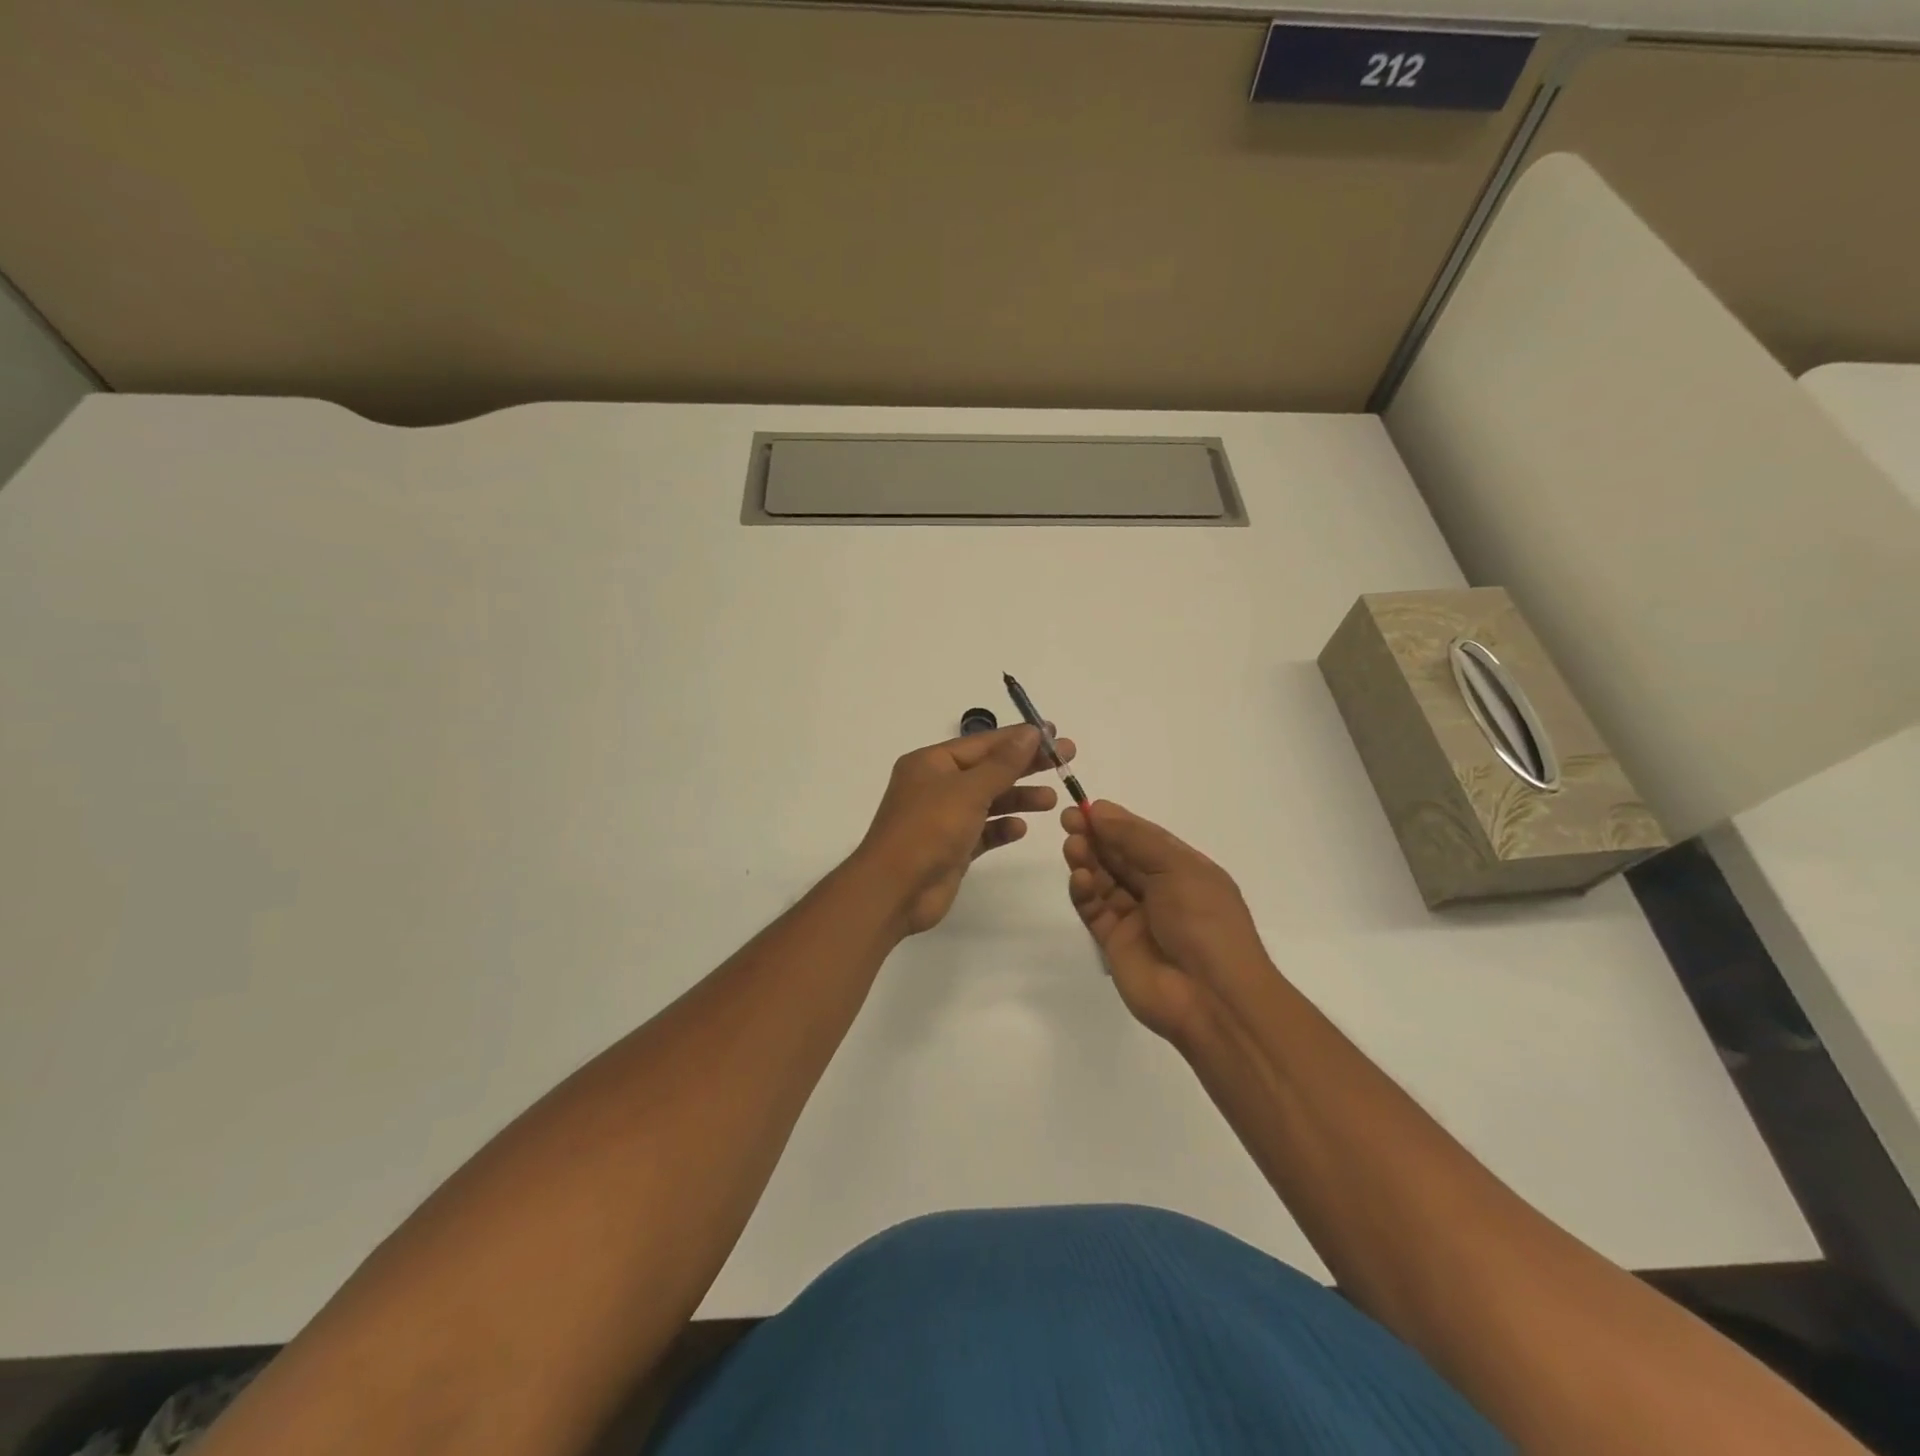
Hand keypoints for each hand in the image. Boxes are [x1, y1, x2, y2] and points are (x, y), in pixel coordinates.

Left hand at [854, 725, 1076, 935]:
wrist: (894, 890)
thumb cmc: (928, 829)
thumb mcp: (968, 790)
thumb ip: (1003, 764)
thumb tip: (1031, 732)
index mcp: (931, 763)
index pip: (983, 743)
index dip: (1020, 737)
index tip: (1055, 734)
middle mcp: (936, 786)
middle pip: (989, 769)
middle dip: (1026, 765)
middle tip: (1066, 760)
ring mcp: (943, 818)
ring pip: (988, 801)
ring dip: (1018, 798)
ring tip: (1052, 800)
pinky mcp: (951, 848)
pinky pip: (982, 832)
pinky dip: (1001, 828)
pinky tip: (1021, 828)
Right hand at [1062, 801, 1271, 1043]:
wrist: (1212, 998)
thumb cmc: (1205, 922)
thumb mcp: (1178, 868)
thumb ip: (1135, 838)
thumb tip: (1099, 810)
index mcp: (1183, 870)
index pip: (1143, 838)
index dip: (1115, 821)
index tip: (1086, 807)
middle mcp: (1159, 890)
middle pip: (1119, 856)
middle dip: (1096, 836)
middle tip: (1068, 820)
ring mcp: (1136, 918)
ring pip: (1103, 881)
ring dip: (1087, 860)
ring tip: (1072, 846)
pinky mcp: (1114, 943)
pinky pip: (1094, 910)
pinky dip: (1084, 892)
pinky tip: (1080, 879)